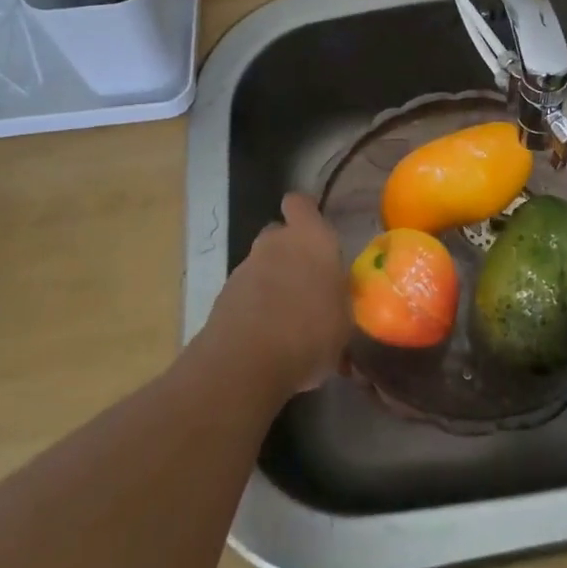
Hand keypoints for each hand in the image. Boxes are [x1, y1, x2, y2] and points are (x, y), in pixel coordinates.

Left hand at [206, 193, 350, 397]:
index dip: (305, 213)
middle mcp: (275, 243)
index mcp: (311, 238)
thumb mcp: (343, 321)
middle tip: (305, 281)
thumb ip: (338, 301)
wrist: (245, 363)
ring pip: (261, 264)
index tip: (314, 229)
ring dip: (271, 282)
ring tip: (288, 318)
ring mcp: (245, 268)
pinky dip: (255, 306)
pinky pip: (246, 293)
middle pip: (278, 234)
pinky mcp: (223, 296)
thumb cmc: (310, 332)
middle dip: (289, 251)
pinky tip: (268, 336)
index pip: (300, 204)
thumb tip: (335, 304)